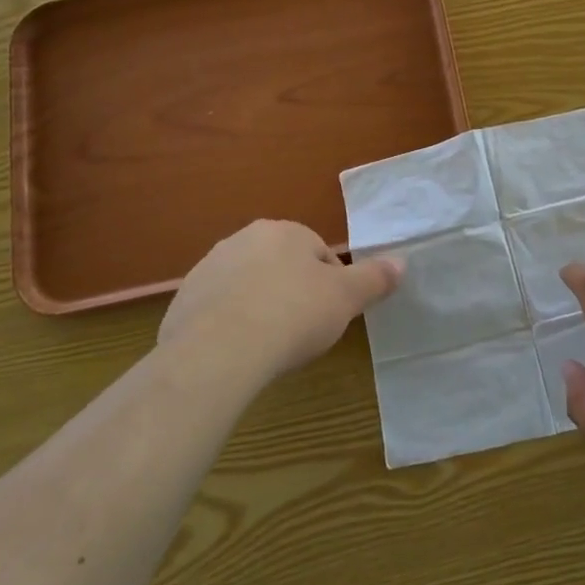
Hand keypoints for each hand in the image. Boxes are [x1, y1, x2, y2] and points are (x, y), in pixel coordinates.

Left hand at [161, 220, 401, 382]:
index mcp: (285, 232)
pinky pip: (218, 311)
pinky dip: (230, 326)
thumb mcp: (346, 298)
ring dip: (261, 308)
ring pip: (248, 287)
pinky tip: (238, 353)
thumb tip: (401, 262)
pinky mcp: (183, 301)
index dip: (331, 288)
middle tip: (302, 332)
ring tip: (269, 346)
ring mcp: (208, 268)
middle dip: (293, 294)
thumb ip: (375, 278)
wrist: (219, 351)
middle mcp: (244, 239)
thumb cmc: (293, 314)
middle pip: (282, 267)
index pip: (320, 255)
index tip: (329, 317)